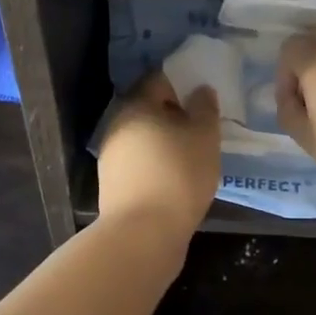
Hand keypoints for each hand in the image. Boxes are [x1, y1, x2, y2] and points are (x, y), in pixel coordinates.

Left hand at [97, 73, 220, 236]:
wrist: (142, 234)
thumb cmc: (178, 175)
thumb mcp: (204, 137)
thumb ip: (204, 108)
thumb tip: (200, 90)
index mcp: (137, 105)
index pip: (159, 80)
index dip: (182, 83)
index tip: (202, 96)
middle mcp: (117, 125)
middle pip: (148, 110)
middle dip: (173, 114)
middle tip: (200, 126)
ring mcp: (110, 156)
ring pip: (143, 138)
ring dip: (164, 141)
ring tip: (191, 155)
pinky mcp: (112, 184)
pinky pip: (139, 163)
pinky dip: (156, 164)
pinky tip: (175, 178)